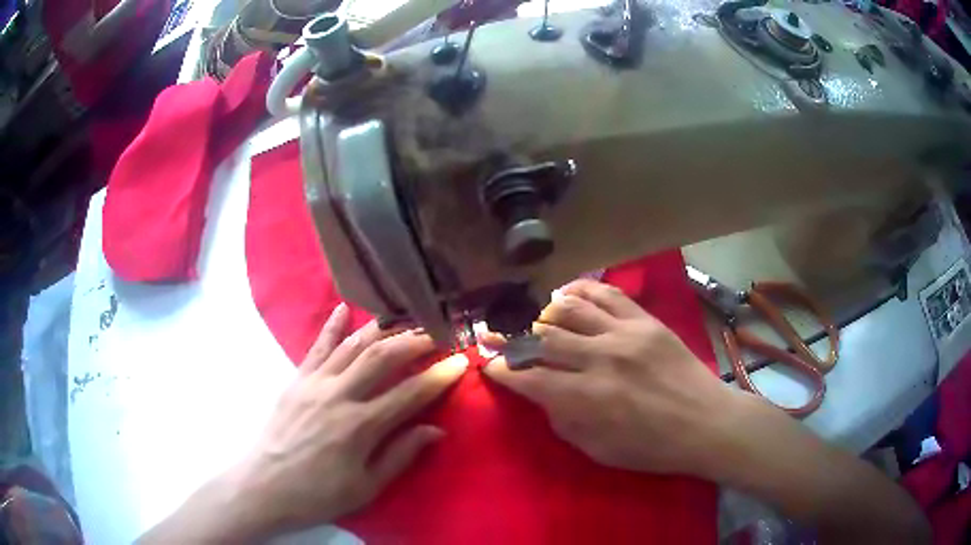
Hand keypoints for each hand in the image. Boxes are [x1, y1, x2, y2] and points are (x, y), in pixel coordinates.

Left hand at [228, 304, 467, 535]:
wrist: (266, 486)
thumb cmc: (319, 493)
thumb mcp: (366, 487)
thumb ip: (401, 455)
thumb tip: (436, 430)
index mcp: (360, 426)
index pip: (409, 393)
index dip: (438, 376)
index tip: (460, 361)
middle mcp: (339, 395)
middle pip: (382, 357)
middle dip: (414, 341)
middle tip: (437, 332)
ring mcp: (314, 383)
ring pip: (353, 346)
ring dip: (382, 330)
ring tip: (405, 319)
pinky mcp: (296, 379)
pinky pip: (317, 347)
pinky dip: (332, 326)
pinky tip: (344, 308)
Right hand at [483, 279, 729, 476]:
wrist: (705, 423)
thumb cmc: (652, 447)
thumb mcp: (598, 450)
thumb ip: (564, 420)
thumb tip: (542, 393)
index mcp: (587, 398)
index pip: (529, 376)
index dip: (502, 369)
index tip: (488, 365)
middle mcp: (600, 359)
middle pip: (543, 338)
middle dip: (511, 339)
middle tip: (497, 338)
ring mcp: (624, 333)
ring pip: (569, 309)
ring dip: (544, 315)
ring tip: (538, 323)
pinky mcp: (645, 320)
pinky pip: (606, 294)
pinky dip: (580, 290)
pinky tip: (566, 295)